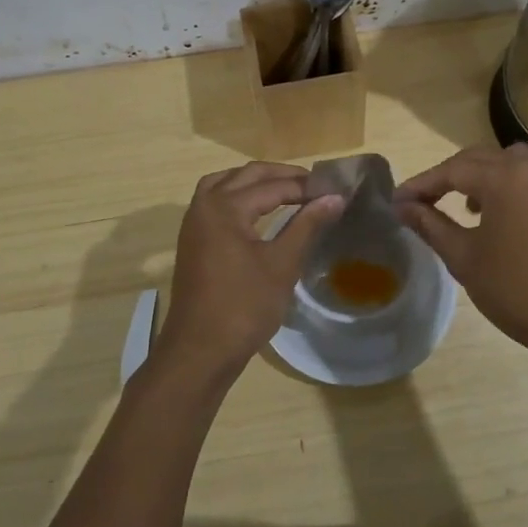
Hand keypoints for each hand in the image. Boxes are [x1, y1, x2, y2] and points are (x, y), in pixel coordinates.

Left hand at [155, 162, 343, 383]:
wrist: (200, 351)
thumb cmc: (244, 307)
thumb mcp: (282, 264)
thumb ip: (307, 225)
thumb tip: (335, 197)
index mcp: (224, 206)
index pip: (272, 186)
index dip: (305, 187)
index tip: (334, 189)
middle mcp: (204, 205)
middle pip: (247, 176)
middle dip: (282, 176)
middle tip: (315, 185)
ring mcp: (194, 222)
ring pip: (225, 183)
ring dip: (255, 181)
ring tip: (286, 189)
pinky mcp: (192, 239)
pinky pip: (214, 200)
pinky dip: (237, 195)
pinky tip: (256, 209)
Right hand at [395, 142, 527, 375]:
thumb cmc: (517, 293)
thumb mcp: (464, 259)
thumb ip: (430, 224)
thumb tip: (402, 206)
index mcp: (503, 178)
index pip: (452, 171)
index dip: (422, 185)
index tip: (399, 201)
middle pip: (483, 159)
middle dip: (451, 177)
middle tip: (427, 202)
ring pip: (519, 158)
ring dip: (492, 171)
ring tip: (476, 204)